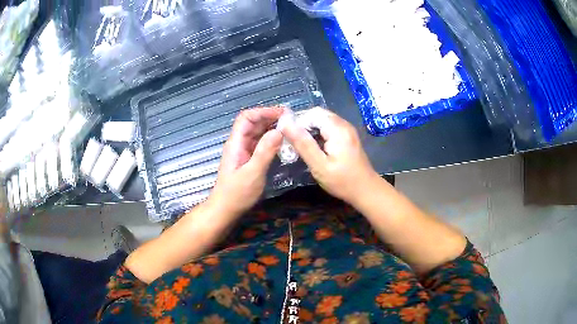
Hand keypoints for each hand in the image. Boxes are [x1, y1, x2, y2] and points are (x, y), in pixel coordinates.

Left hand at [209, 107, 283, 215]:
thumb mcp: (253, 173)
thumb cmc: (237, 194)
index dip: (263, 112)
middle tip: (291, 120)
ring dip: (271, 128)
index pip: (247, 117)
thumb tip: (279, 131)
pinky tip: (282, 142)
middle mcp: (239, 143)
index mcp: (236, 143)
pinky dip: (271, 140)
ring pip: (257, 133)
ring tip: (289, 129)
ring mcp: (243, 151)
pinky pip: (260, 144)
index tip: (282, 114)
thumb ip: (265, 151)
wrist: (225, 210)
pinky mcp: (248, 160)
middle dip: (270, 118)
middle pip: (253, 123)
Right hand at [280, 109, 379, 205]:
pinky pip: (330, 128)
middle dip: (304, 127)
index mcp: (337, 128)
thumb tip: (285, 124)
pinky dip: (320, 135)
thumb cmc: (342, 181)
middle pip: (318, 115)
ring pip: (323, 121)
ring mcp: (348, 130)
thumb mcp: (319, 165)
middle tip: (296, 145)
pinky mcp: (348, 136)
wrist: (366, 190)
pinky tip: (317, 150)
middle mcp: (344, 124)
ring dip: (311, 131)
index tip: (291, 141)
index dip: (298, 124)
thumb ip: (303, 143)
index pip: (312, 113)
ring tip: (304, 149)